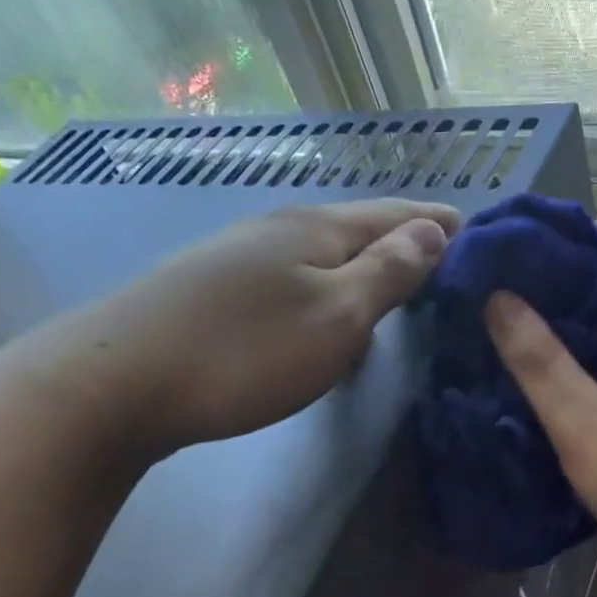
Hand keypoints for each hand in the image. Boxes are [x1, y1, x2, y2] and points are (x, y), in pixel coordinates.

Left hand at [31, 199, 458, 462]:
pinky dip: (328, 293)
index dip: (440, 224)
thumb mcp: (336, 316)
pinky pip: (294, 282)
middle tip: (447, 268)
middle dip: (406, 244)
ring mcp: (239, 258)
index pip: (396, 214)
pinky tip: (327, 319)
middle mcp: (277, 229)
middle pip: (358, 230)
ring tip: (397, 293)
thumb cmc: (245, 351)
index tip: (479, 236)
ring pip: (324, 257)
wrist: (117, 382)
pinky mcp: (214, 291)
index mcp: (316, 228)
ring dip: (365, 269)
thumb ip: (388, 273)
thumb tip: (432, 230)